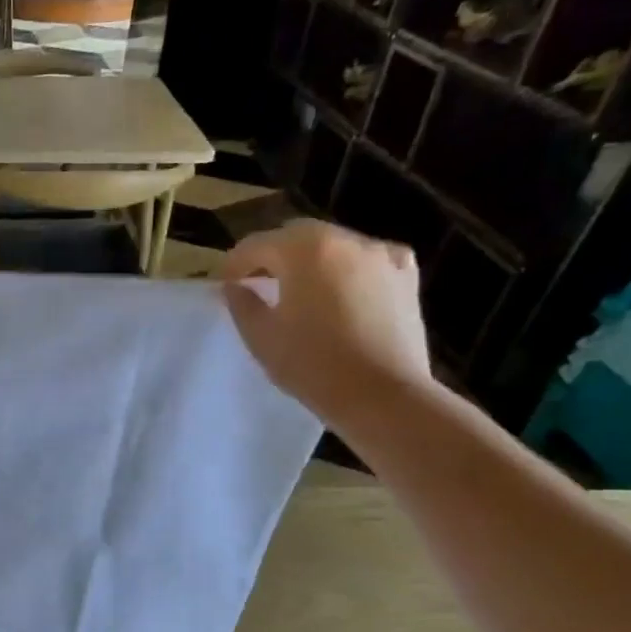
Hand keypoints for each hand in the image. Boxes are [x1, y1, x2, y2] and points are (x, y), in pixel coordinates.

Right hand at [221, 219, 435, 435]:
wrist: (382, 395)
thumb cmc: (312, 364)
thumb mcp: (261, 337)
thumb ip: (242, 304)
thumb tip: (235, 286)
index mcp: (304, 249)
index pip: (256, 245)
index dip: (234, 264)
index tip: (224, 286)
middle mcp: (345, 240)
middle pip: (297, 236)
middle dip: (272, 256)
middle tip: (257, 283)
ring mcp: (381, 255)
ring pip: (334, 245)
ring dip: (310, 261)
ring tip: (299, 290)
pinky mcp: (406, 277)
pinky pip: (370, 260)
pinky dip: (350, 268)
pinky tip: (344, 289)